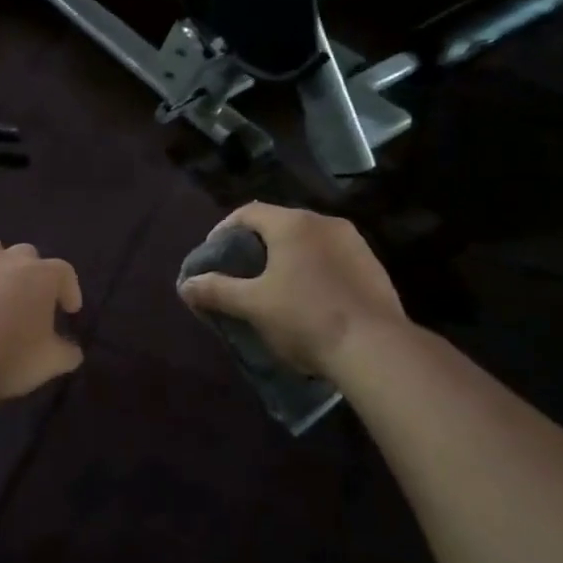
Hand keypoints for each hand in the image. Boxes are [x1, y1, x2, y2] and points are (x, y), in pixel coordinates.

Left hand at [0, 238, 83, 398]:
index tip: (70, 310)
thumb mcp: (50, 362)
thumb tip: (72, 351)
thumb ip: (66, 353)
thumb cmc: (11, 356)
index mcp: (42, 276)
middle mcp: (9, 261)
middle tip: (33, 300)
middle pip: (27, 254)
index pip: (64, 272)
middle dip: (33, 272)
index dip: (70, 289)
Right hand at [179, 203, 410, 379]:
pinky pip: (332, 259)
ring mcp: (354, 243)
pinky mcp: (373, 267)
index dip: (224, 230)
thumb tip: (185, 284)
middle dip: (257, 245)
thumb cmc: (306, 318)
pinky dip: (314, 270)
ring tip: (274, 287)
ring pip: (309, 242)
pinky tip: (310, 300)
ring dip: (288, 258)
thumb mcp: (253, 305)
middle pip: (279, 225)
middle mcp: (324, 223)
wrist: (377, 349)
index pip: (248, 213)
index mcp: (292, 224)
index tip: (213, 254)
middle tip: (241, 272)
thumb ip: (217, 290)